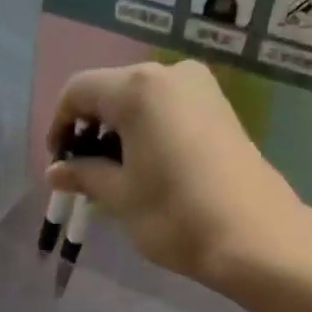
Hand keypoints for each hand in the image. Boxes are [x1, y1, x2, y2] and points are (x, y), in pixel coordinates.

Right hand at [45, 60, 301, 289]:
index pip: (78, 91)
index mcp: (137, 89)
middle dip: (90, 129)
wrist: (255, 237)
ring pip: (140, 100)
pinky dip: (146, 131)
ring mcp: (200, 88)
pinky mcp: (219, 108)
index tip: (59, 164)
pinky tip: (145, 167)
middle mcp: (168, 74)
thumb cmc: (175, 215)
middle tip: (83, 173)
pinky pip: (167, 109)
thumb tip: (56, 171)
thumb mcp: (119, 196)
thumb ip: (84, 175)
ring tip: (114, 175)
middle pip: (110, 91)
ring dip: (118, 132)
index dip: (59, 126)